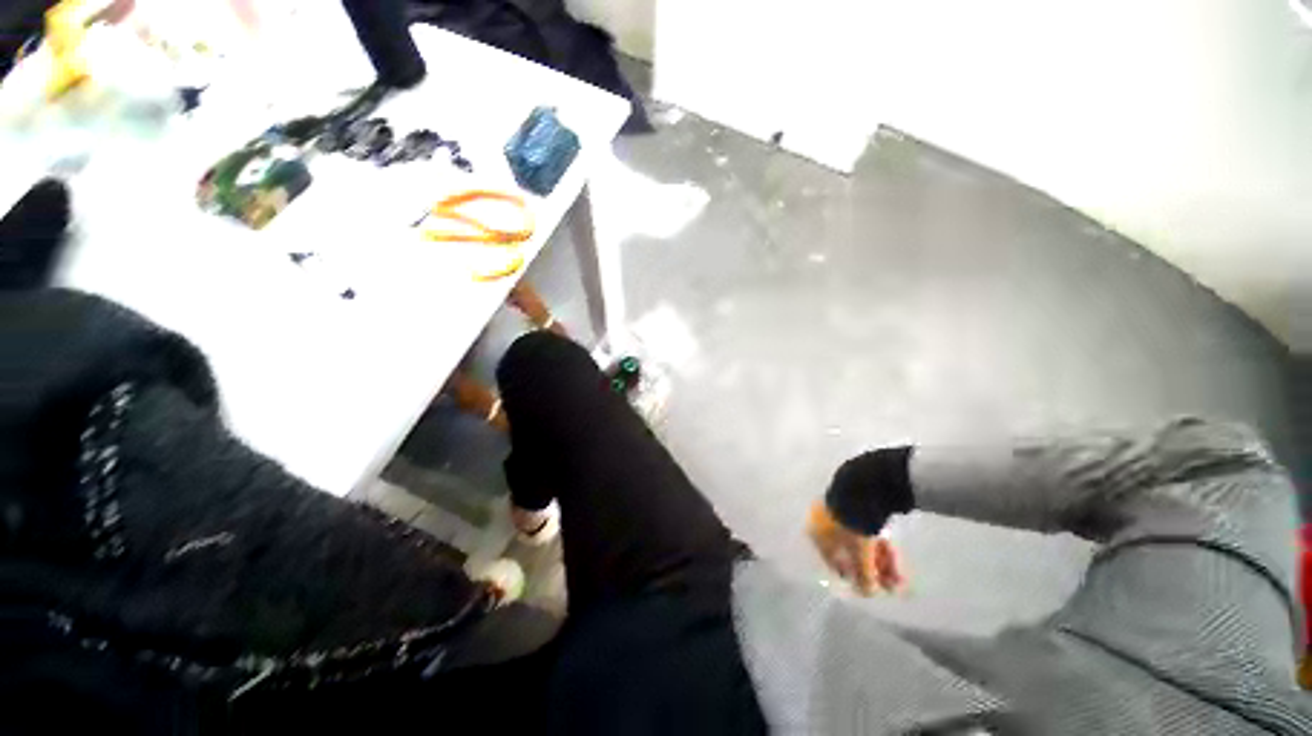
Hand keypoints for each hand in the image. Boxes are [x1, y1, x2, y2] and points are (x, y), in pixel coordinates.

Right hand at [808, 501, 904, 595]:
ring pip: (860, 542)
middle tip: (892, 585)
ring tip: (900, 575)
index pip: (833, 563)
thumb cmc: (852, 527)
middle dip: (873, 571)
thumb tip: (867, 593)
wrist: (860, 492)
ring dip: (880, 561)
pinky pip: (865, 530)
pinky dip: (879, 544)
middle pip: (851, 553)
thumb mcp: (860, 556)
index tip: (871, 587)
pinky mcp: (852, 504)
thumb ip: (864, 578)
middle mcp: (821, 522)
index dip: (854, 578)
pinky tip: (895, 554)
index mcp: (816, 534)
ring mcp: (837, 511)